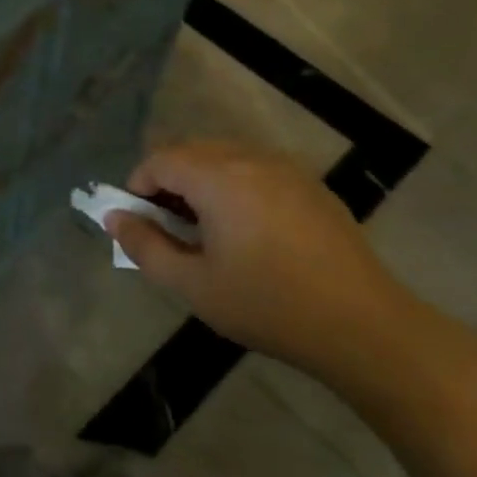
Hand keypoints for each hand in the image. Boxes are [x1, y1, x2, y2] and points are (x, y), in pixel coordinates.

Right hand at [106, 141, 414, 378]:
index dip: (137, 186)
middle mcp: (252, 159)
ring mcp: (287, 169)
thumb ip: (145, 246)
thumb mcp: (193, 284)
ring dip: (200, 183)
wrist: (360, 324)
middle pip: (191, 152)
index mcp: (220, 178)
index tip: (137, 224)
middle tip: (166, 229)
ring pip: (225, 158)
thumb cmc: (267, 305)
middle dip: (167, 183)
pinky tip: (245, 232)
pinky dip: (233, 187)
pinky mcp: (311, 186)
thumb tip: (115, 218)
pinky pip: (256, 170)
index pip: (160, 160)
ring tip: (204, 232)